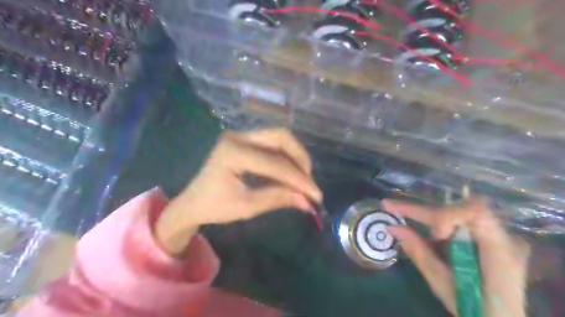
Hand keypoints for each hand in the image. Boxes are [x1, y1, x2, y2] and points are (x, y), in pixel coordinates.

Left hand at [154, 130, 321, 256]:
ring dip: (295, 157)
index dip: (298, 180)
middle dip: (300, 159)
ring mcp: (241, 136)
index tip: (316, 195)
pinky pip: (272, 144)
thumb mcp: (247, 206)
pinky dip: (286, 158)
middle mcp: (238, 137)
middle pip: (281, 137)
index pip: (275, 164)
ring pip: (279, 138)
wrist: (192, 202)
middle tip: (309, 181)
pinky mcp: (244, 140)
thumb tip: (308, 201)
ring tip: (303, 178)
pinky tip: (291, 173)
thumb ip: (278, 198)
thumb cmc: (215, 207)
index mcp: (233, 152)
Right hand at [384, 198, 529, 316]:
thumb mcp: (442, 284)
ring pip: (458, 212)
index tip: (432, 234)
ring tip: (412, 228)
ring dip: (431, 219)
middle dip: (425, 211)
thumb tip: (393, 227)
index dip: (448, 215)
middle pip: (460, 208)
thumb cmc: (476, 309)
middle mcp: (505, 236)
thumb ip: (420, 252)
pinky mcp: (491, 238)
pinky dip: (441, 226)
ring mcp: (500, 236)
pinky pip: (461, 221)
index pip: (475, 212)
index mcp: (500, 251)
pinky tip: (434, 239)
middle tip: (392, 208)